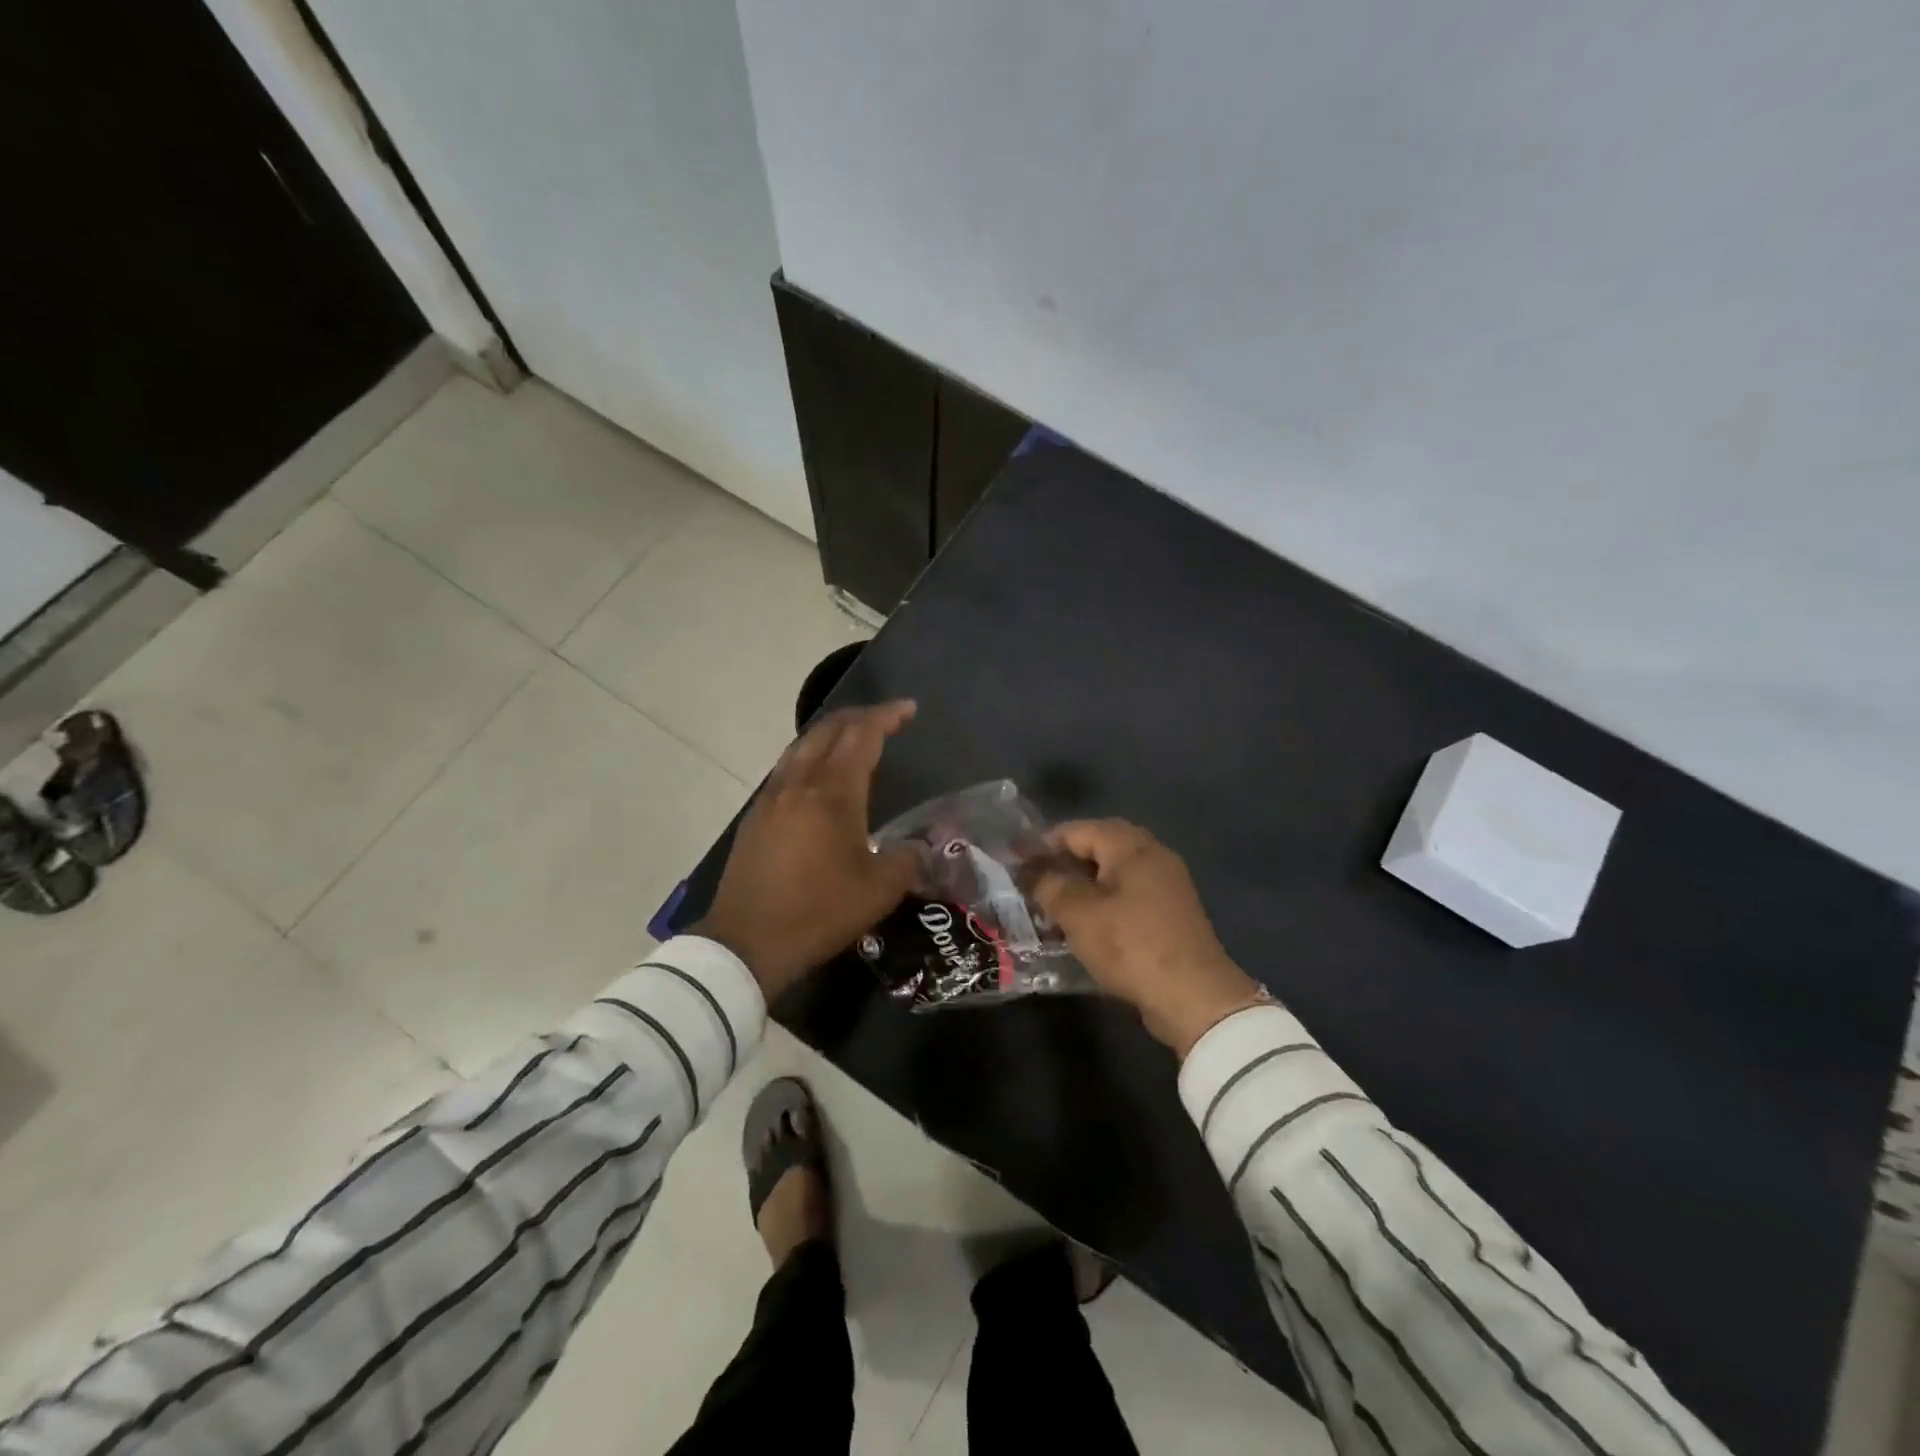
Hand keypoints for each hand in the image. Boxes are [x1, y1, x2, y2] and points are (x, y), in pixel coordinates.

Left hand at [693, 700, 920, 999]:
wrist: (747, 942)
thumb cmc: (818, 911)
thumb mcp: (879, 891)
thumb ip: (908, 860)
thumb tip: (921, 849)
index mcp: (833, 793)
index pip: (862, 736)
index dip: (886, 717)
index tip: (908, 709)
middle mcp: (799, 783)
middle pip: (829, 730)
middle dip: (859, 716)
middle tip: (885, 719)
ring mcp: (772, 797)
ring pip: (802, 745)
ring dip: (831, 733)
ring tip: (853, 738)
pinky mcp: (756, 816)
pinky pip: (787, 767)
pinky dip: (810, 755)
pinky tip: (818, 775)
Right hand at [1031, 820, 1266, 1057]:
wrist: (1194, 997)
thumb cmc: (1131, 945)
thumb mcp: (1079, 914)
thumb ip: (1050, 886)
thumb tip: (1031, 872)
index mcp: (1131, 846)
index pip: (1078, 830)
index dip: (1042, 842)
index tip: (1013, 859)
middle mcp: (1152, 856)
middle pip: (1098, 847)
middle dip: (1062, 862)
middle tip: (1031, 880)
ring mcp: (1166, 885)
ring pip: (1112, 873)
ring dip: (1080, 884)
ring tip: (1049, 904)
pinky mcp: (1169, 914)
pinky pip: (1126, 895)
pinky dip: (1101, 902)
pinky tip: (1080, 924)